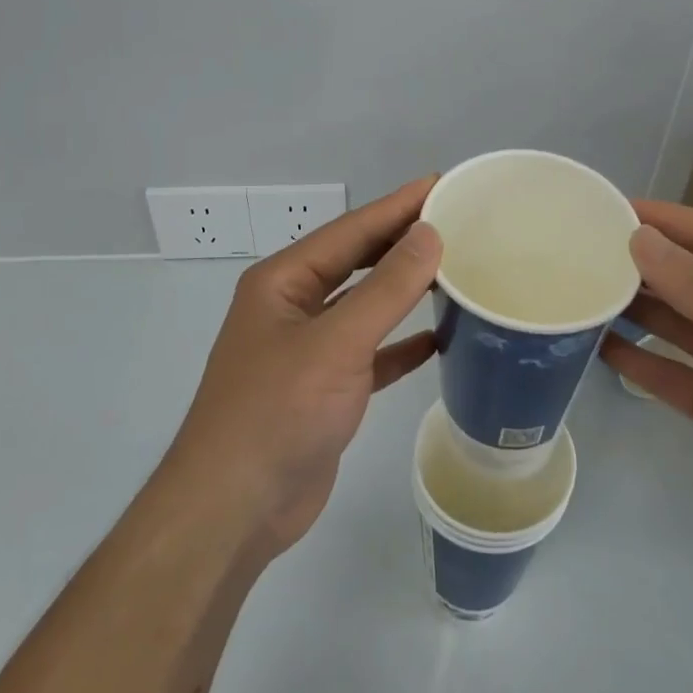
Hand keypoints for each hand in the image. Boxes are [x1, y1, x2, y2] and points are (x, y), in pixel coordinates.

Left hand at [166, 179, 442, 554]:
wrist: (235, 508)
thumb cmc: (278, 412)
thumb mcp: (336, 342)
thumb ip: (386, 288)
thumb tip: (429, 234)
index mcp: (283, 282)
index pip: (350, 230)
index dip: (397, 206)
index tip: (442, 184)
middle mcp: (293, 307)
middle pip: (356, 262)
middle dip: (402, 241)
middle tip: (457, 221)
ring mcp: (307, 350)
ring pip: (364, 306)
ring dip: (404, 290)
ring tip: (455, 270)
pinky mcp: (325, 389)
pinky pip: (370, 353)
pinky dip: (400, 344)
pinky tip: (438, 339)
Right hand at [601, 200, 692, 571]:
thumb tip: (639, 239)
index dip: (668, 221)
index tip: (612, 210)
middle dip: (646, 264)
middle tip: (585, 252)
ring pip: (678, 324)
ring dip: (637, 308)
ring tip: (586, 292)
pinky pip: (671, 373)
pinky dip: (639, 359)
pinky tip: (601, 345)